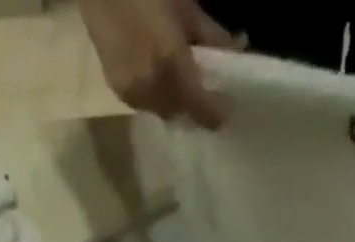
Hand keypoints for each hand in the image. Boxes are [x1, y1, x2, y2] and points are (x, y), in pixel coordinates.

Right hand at [79, 0, 235, 128]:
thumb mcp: (184, 4)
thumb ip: (209, 33)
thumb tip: (236, 48)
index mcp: (170, 64)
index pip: (198, 105)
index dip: (213, 115)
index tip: (224, 118)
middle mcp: (151, 88)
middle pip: (179, 112)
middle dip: (192, 107)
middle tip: (203, 94)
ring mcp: (132, 93)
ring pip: (161, 111)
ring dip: (173, 102)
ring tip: (180, 83)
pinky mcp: (118, 90)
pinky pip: (144, 103)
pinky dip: (155, 96)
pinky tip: (157, 76)